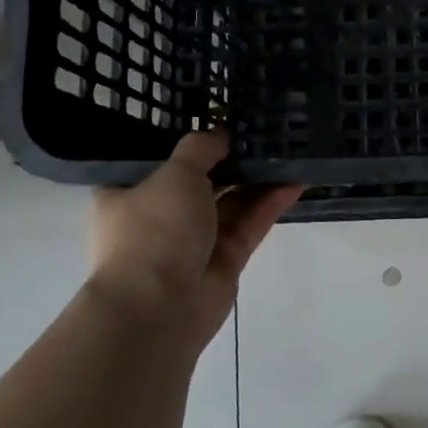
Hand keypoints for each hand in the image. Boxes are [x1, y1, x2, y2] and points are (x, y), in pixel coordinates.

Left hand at [88, 131, 302, 353]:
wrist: (159, 309)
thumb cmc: (154, 230)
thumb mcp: (175, 173)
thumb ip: (201, 148)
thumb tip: (221, 136)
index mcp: (130, 193)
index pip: (158, 159)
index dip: (187, 141)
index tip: (217, 119)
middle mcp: (160, 215)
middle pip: (202, 179)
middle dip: (231, 159)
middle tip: (263, 131)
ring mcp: (194, 239)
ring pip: (231, 202)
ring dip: (257, 180)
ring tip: (288, 151)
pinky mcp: (225, 259)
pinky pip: (250, 223)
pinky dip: (270, 204)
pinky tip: (296, 181)